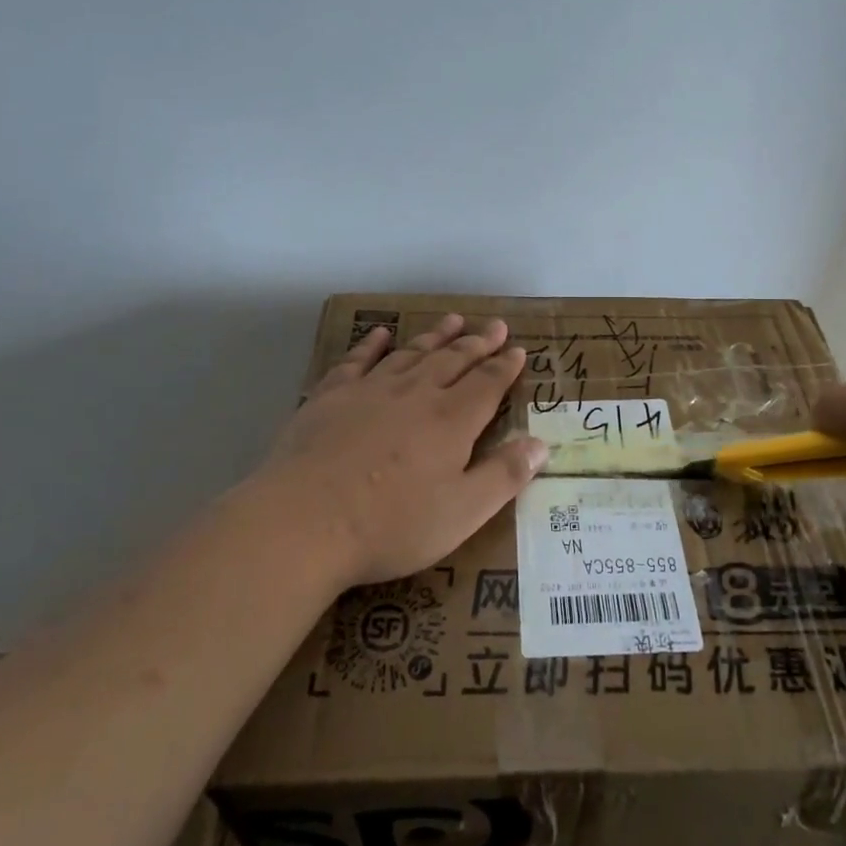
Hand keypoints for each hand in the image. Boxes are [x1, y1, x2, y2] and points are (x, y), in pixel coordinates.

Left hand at [249, 314, 546, 586]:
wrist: (304, 521)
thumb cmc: (390, 525)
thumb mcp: (462, 513)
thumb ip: (504, 476)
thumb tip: (541, 444)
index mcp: (451, 421)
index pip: (487, 384)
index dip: (505, 366)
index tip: (519, 350)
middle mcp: (415, 394)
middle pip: (453, 360)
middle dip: (477, 343)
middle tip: (494, 326)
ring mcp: (371, 390)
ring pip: (412, 353)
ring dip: (435, 336)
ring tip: (452, 320)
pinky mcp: (331, 396)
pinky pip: (358, 360)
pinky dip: (372, 344)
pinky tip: (381, 333)